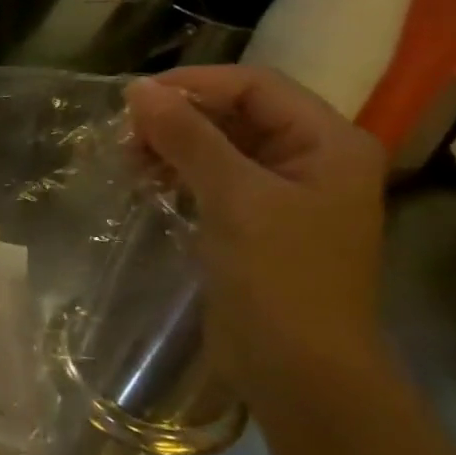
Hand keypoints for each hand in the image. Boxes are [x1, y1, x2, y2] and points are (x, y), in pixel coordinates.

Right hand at [125, 65, 388, 411]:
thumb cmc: (279, 277)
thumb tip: (139, 90)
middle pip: (238, 114)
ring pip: (221, 147)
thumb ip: (188, 137)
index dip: (194, 85)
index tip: (133, 100)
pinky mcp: (256, 224)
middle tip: (126, 137)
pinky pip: (214, 180)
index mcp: (328, 143)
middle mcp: (312, 160)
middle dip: (179, 118)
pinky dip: (179, 175)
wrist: (299, 369)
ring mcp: (284, 195)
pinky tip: (147, 183)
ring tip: (130, 161)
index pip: (256, 86)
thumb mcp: (234, 198)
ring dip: (174, 147)